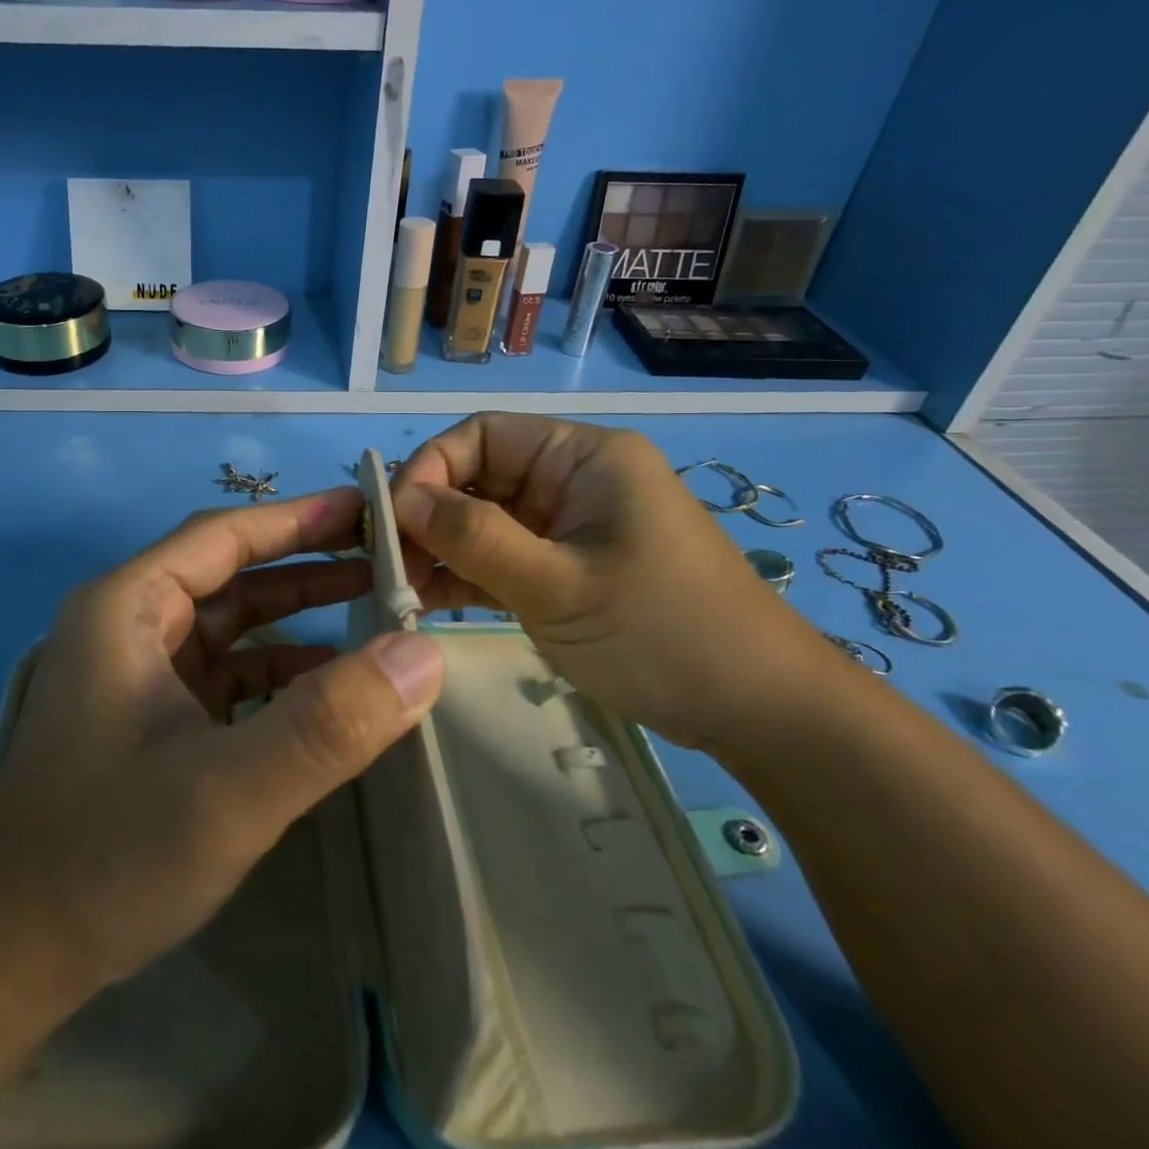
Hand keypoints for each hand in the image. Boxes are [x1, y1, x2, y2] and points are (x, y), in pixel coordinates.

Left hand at [0, 487, 443, 1003]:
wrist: (12, 955)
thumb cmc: (109, 854)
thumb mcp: (229, 790)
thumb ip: (327, 722)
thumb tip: (422, 653)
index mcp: (127, 606)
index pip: (223, 535)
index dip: (298, 517)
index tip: (368, 508)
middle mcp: (129, 624)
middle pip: (230, 572)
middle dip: (307, 564)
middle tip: (387, 557)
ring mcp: (139, 672)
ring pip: (231, 623)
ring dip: (297, 614)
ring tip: (375, 607)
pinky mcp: (152, 716)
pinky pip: (226, 671)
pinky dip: (277, 669)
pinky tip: (328, 680)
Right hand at [392, 414, 841, 755]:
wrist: (760, 713)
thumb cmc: (664, 634)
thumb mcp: (560, 585)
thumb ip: (476, 538)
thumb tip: (400, 500)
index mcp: (580, 456)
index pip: (480, 436)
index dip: (428, 469)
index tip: (393, 523)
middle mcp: (569, 480)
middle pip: (475, 478)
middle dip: (427, 517)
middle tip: (388, 566)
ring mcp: (565, 527)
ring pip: (480, 522)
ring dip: (438, 551)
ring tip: (399, 590)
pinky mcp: (562, 569)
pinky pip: (499, 559)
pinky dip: (463, 576)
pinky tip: (424, 602)